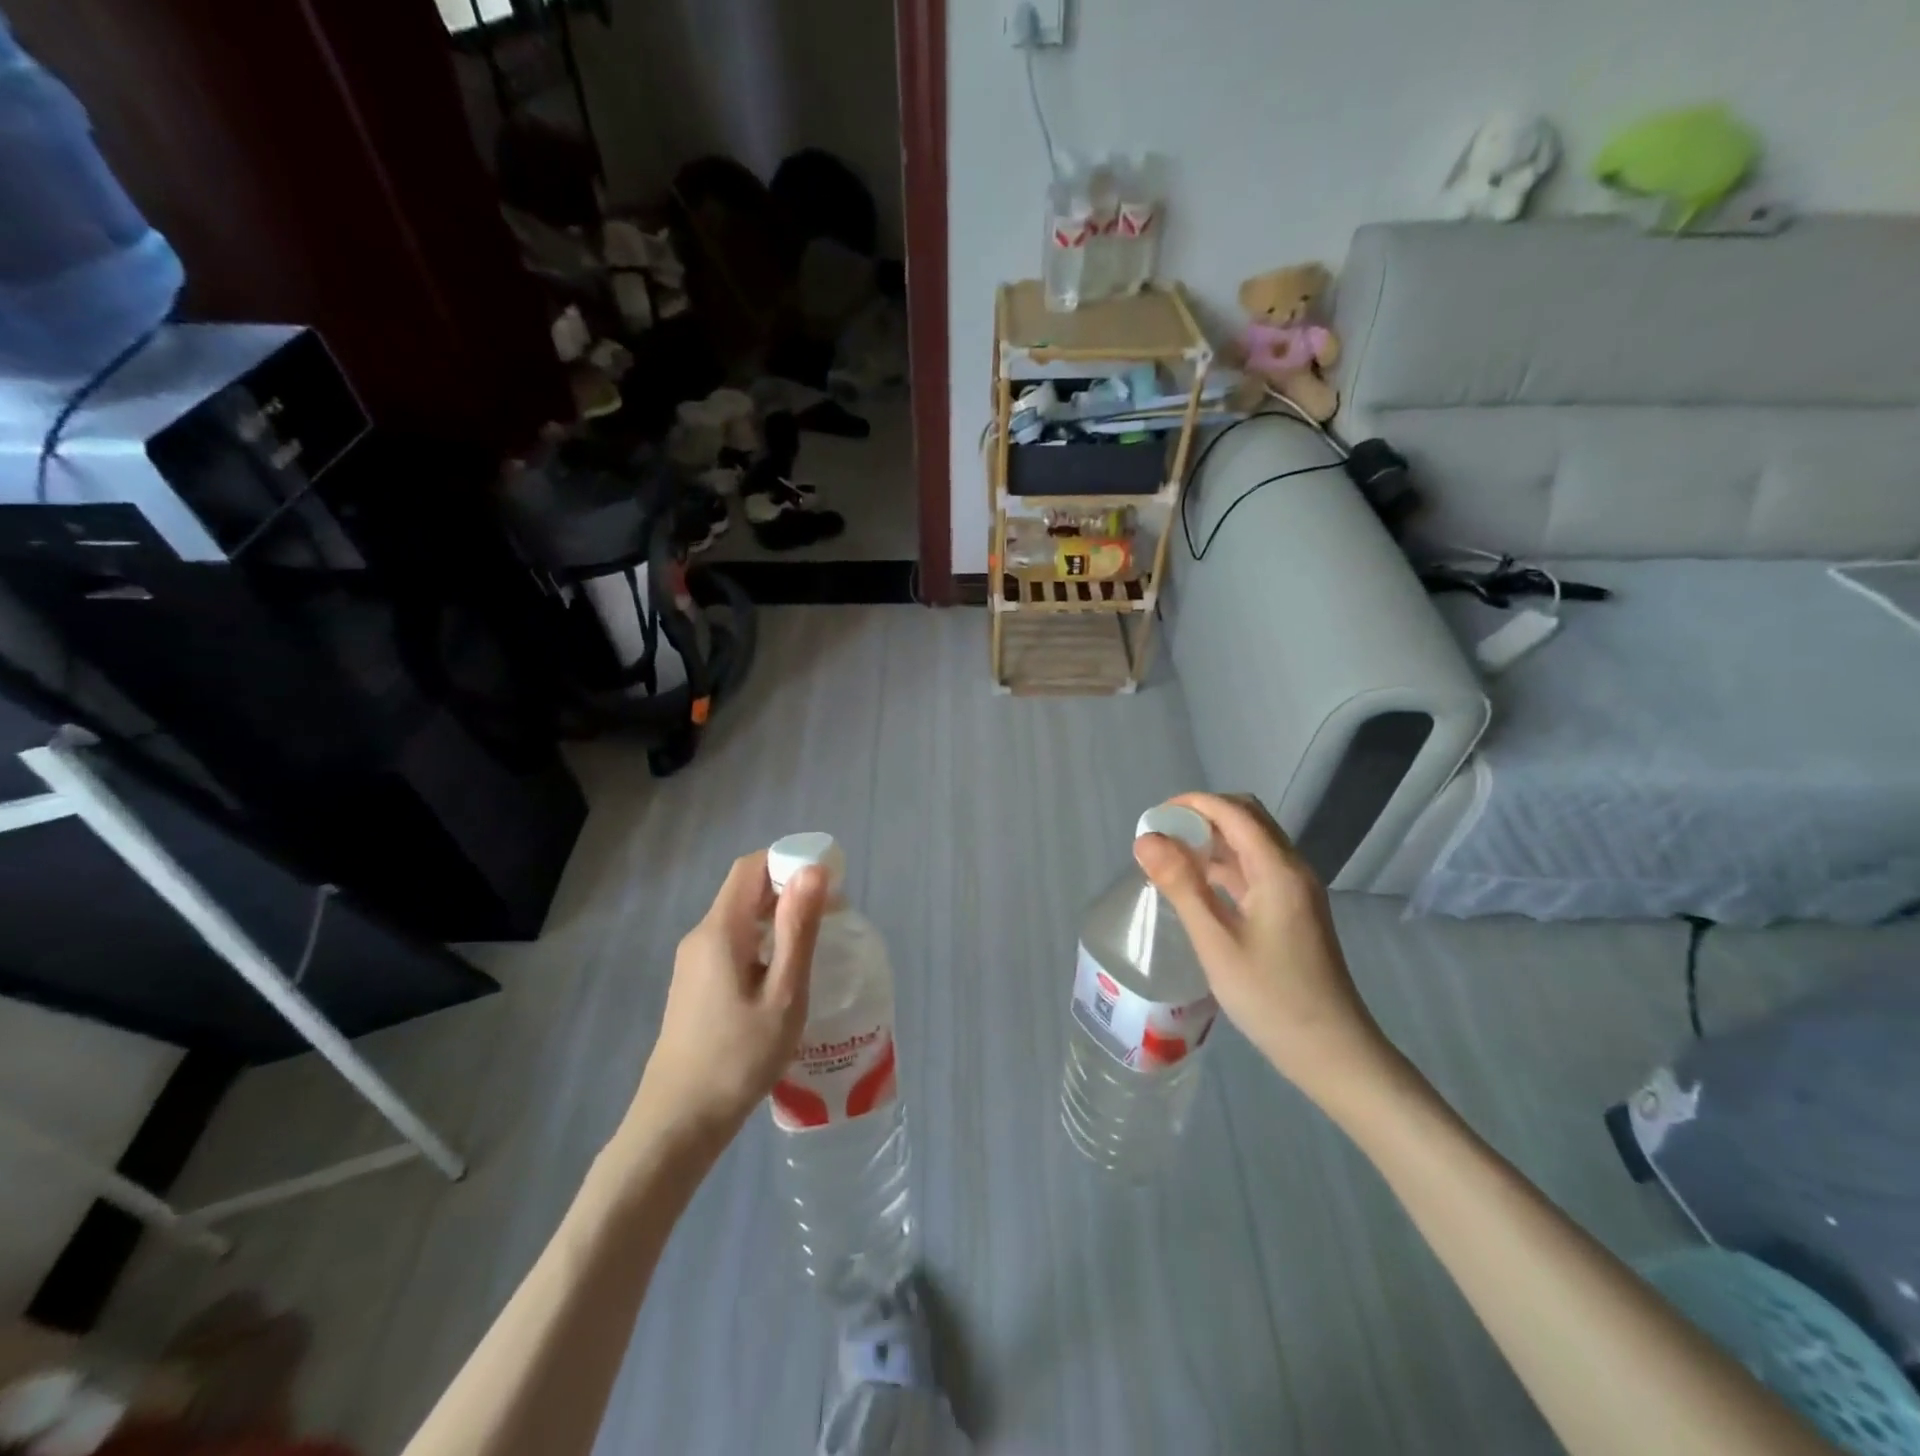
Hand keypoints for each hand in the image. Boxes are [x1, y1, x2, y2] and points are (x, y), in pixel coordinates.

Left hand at [629, 852, 827, 1150]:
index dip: (790, 860)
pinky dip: (764, 939)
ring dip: (779, 915)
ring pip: (741, 917)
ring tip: (817, 940)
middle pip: (746, 888)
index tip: (829, 880)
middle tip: (834, 913)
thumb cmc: (738, 1058)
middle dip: (790, 887)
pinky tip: (786, 971)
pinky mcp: (695, 984)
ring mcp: (694, 961)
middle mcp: (702, 935)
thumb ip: (798, 929)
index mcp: (721, 930)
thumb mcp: (783, 993)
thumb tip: (813, 871)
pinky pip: (734, 942)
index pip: (752, 866)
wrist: (678, 1122)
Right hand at [1133, 792, 1396, 1107]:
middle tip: (1160, 837)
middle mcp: (1292, 868)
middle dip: (1201, 817)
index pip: (1234, 812)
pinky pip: (1255, 869)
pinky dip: (1223, 865)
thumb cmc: (1271, 997)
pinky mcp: (1292, 909)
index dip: (1192, 804)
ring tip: (1169, 859)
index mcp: (1278, 869)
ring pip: (1250, 844)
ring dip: (1211, 840)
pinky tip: (1196, 885)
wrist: (1331, 1051)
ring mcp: (1295, 889)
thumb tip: (1145, 839)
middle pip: (1246, 819)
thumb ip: (1181, 885)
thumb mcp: (1216, 942)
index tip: (1152, 819)